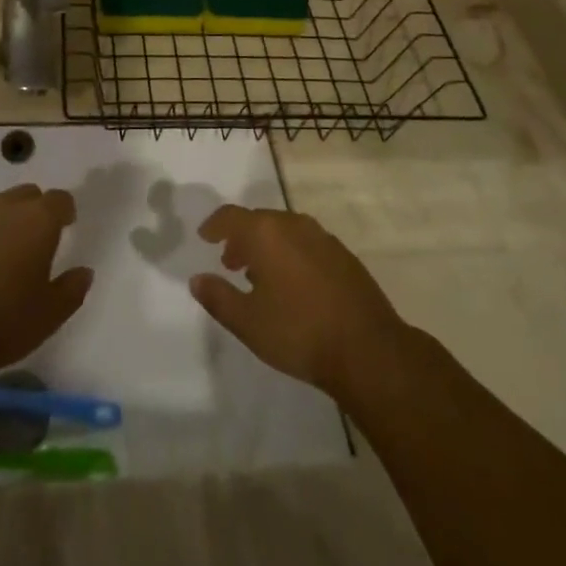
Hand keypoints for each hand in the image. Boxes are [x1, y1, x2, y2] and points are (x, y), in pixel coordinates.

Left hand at [0, 186, 92, 378]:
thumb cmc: (0, 322)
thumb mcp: (49, 315)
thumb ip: (72, 289)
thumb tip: (84, 271)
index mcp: (37, 220)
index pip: (59, 199)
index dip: (65, 211)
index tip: (66, 227)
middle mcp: (4, 206)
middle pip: (27, 195)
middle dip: (34, 211)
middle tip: (34, 242)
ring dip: (3, 221)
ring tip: (0, 254)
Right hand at [190, 206, 407, 401]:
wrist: (367, 349)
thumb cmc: (298, 332)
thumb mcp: (247, 322)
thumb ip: (218, 297)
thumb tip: (197, 279)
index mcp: (266, 233)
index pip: (231, 216)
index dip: (214, 225)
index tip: (205, 237)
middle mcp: (294, 225)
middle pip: (259, 221)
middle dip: (241, 238)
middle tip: (230, 263)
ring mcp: (323, 238)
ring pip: (285, 231)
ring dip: (267, 246)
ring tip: (260, 276)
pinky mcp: (344, 256)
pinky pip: (306, 244)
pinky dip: (291, 254)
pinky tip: (293, 285)